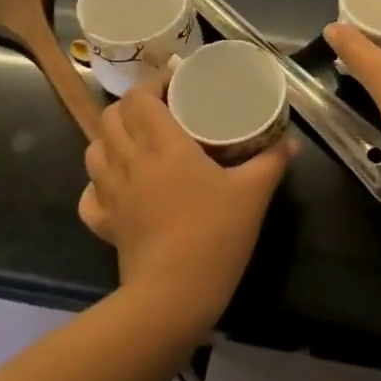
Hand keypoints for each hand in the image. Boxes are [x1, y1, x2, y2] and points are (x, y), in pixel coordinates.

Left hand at [79, 80, 294, 329]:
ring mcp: (111, 193)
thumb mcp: (253, 194)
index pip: (139, 98)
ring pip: (94, 149)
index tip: (174, 85)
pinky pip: (89, 193)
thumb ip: (271, 162)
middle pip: (111, 117)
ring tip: (136, 142)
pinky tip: (116, 185)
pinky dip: (97, 182)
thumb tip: (291, 141)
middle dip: (131, 107)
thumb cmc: (214, 235)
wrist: (174, 295)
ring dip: (110, 138)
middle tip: (159, 111)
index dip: (152, 85)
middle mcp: (130, 161)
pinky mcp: (104, 222)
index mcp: (163, 145)